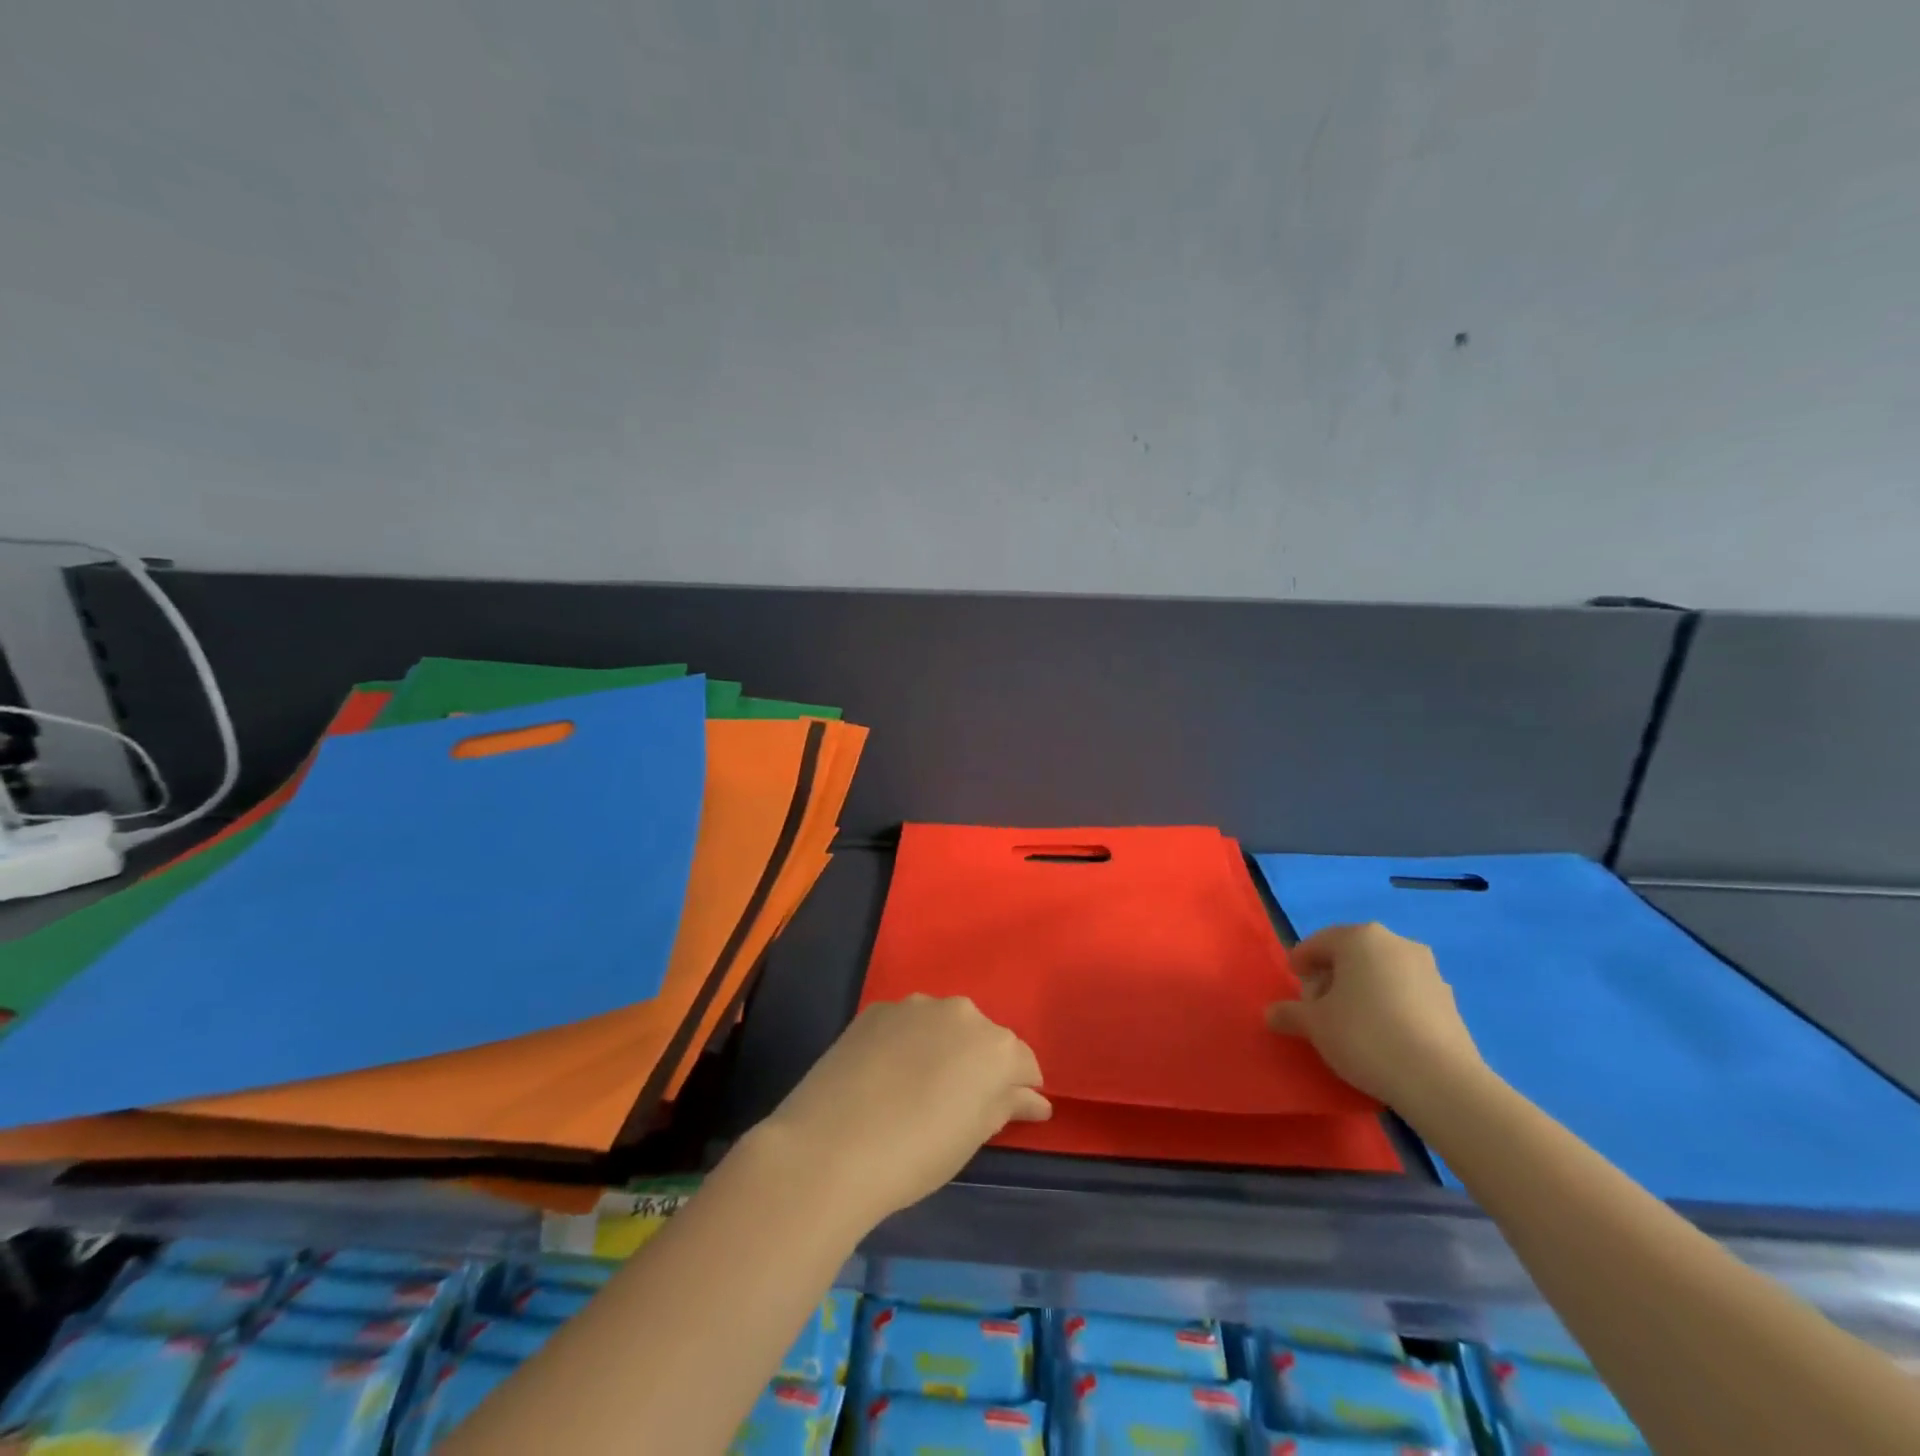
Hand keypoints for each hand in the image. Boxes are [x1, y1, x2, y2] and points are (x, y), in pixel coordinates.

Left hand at [758, 996, 1050, 1227]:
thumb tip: (1035, 1099)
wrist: (833, 1146)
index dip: (1018, 1090)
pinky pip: (905, 1024)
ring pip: (942, 1026)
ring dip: (940, 1048)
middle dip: (978, 1064)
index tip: (1006, 1113)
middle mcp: (962, 1012)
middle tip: (956, 1105)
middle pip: (982, 1038)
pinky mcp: (877, 1009)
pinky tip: (884, 1076)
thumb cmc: (919, 1153)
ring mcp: (915, 1005)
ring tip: (915, 1090)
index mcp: (996, 1046)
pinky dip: (905, 1043)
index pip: (1023, 1063)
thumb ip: (1007, 1106)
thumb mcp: (973, 1136)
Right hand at [1266, 923, 1485, 1109]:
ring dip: (1361, 989)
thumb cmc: (1364, 1036)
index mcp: (1360, 938)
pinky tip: (1381, 1034)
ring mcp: (1429, 971)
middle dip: (1332, 975)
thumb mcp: (1314, 1025)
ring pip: (1381, 972)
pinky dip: (1388, 1004)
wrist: (1440, 1081)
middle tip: (1317, 1004)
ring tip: (1349, 1022)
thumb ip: (1289, 1013)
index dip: (1301, 960)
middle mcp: (1397, 944)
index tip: (1293, 980)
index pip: (1320, 942)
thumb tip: (1272, 1014)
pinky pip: (1405, 993)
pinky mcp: (1449, 1001)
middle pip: (1352, 954)